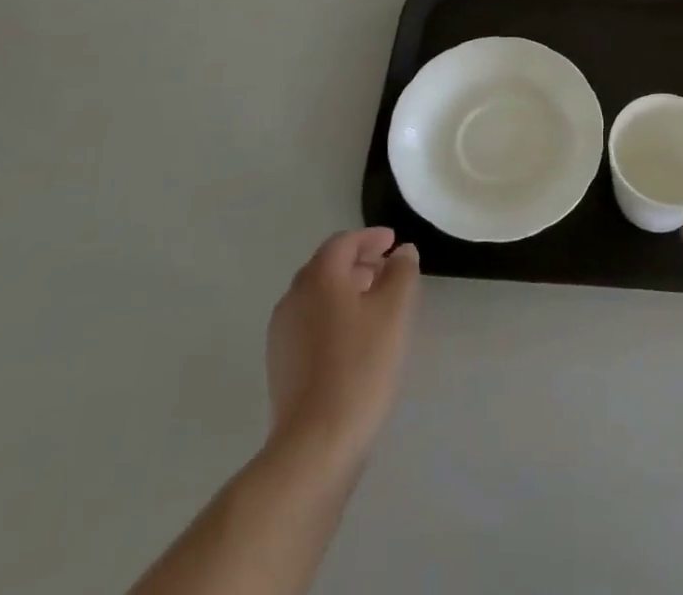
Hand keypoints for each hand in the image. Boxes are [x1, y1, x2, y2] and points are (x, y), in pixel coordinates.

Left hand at [267, 227, 420, 463]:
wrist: (315, 444)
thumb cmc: (360, 366)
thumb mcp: (394, 312)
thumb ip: (401, 272)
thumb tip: (401, 252)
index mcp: (319, 277)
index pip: (344, 242)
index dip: (370, 237)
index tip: (393, 242)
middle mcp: (294, 297)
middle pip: (327, 267)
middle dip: (359, 263)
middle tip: (388, 271)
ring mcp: (282, 333)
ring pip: (318, 297)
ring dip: (346, 291)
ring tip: (375, 305)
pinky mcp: (280, 364)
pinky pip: (310, 323)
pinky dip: (333, 317)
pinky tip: (354, 340)